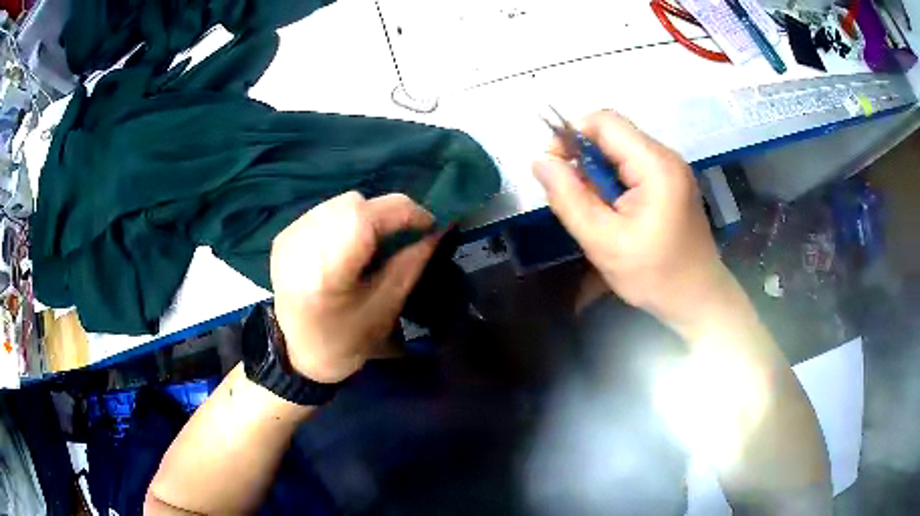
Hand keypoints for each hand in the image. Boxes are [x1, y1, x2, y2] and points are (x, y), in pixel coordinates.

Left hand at [269, 191, 438, 382]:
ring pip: (339, 202)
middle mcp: (301, 246)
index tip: (429, 225)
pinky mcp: (284, 236)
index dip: (404, 213)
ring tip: (374, 243)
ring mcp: (289, 238)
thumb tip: (436, 233)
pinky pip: (325, 211)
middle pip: (353, 204)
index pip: (366, 217)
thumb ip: (410, 265)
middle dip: (386, 215)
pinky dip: (345, 220)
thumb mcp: (384, 309)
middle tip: (403, 236)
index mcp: (325, 272)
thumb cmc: (344, 341)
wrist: (297, 353)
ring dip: (366, 215)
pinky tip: (348, 244)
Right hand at [533, 111, 729, 334]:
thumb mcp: (603, 241)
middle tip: (574, 199)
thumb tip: (539, 161)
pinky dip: (614, 184)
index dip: (572, 135)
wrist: (698, 299)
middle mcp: (666, 157)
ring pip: (621, 153)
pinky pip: (633, 168)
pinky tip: (613, 214)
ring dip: (597, 174)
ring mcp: (672, 170)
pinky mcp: (672, 184)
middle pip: (613, 136)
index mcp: (655, 165)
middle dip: (584, 160)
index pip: (604, 122)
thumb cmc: (654, 275)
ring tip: (595, 213)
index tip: (555, 168)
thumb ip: (568, 198)